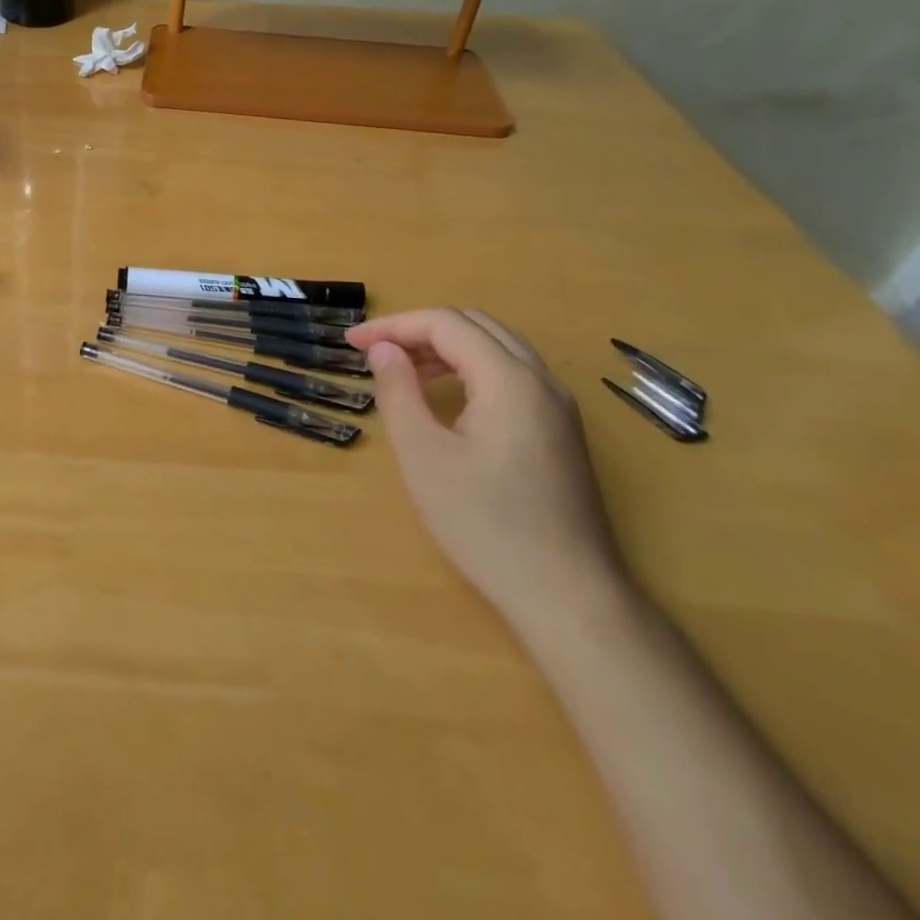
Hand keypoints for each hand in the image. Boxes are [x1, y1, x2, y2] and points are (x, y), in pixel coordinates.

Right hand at [345, 308, 624, 624]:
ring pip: (496, 349)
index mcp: (509, 380)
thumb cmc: (486, 524)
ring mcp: (558, 407)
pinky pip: (511, 376)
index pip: (446, 324)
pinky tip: (443, 397)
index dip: (394, 325)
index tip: (351, 342)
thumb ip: (399, 392)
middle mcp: (541, 381)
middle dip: (419, 330)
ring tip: (400, 369)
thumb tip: (383, 349)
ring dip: (445, 348)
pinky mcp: (560, 432)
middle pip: (475, 326)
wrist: (568, 595)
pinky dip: (470, 369)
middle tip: (374, 352)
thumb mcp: (424, 456)